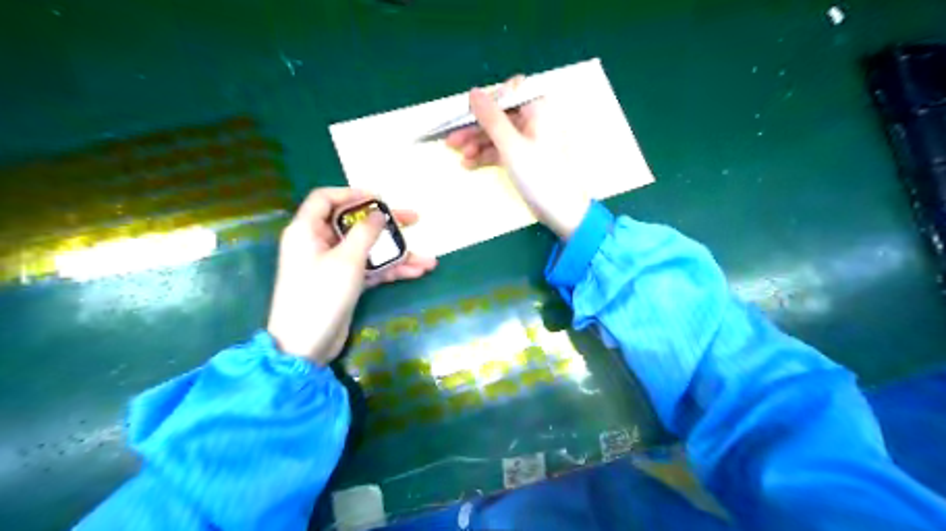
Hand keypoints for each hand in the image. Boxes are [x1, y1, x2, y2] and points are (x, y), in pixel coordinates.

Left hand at [268, 186, 438, 364]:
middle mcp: (319, 243)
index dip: (353, 194)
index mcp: (307, 230)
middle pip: (355, 224)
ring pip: (368, 250)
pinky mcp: (344, 283)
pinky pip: (370, 269)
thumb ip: (365, 232)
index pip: (325, 199)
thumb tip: (378, 214)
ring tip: (428, 259)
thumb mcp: (346, 260)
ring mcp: (333, 265)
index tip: (381, 199)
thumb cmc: (320, 295)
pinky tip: (417, 273)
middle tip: (415, 220)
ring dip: (397, 254)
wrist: (305, 346)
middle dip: (387, 225)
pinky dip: (391, 270)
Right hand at [446, 74, 589, 238]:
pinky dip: (487, 156)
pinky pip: (502, 150)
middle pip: (499, 116)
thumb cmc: (540, 175)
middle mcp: (535, 119)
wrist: (563, 211)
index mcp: (538, 108)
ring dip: (477, 144)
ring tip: (460, 157)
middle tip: (451, 141)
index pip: (506, 93)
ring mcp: (530, 140)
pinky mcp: (526, 157)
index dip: (484, 103)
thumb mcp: (511, 146)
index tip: (463, 117)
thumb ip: (491, 118)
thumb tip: (473, 92)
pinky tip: (469, 165)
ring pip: (498, 134)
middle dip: (475, 129)